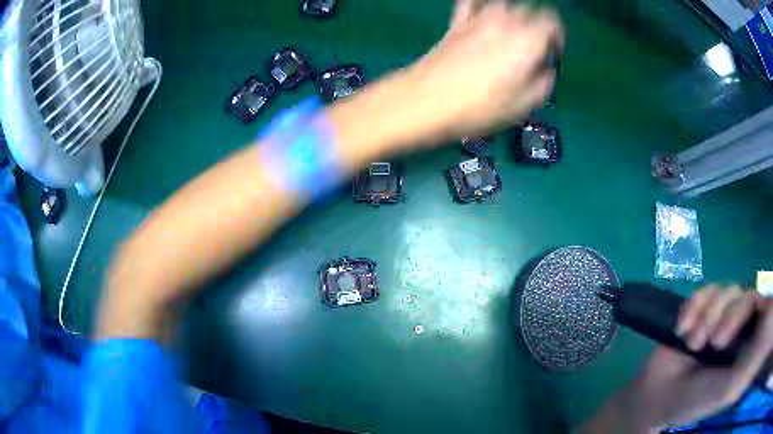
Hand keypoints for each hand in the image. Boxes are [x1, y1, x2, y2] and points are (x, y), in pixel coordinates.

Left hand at [409, 0, 563, 137]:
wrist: (427, 99)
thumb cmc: (479, 107)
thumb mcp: (524, 106)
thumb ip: (543, 83)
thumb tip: (546, 70)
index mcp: (527, 40)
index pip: (552, 21)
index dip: (556, 36)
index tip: (552, 53)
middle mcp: (505, 21)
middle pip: (530, 12)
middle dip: (536, 28)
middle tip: (532, 52)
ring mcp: (478, 18)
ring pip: (505, 5)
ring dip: (513, 18)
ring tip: (510, 39)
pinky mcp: (457, 22)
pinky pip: (472, 3)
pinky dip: (482, 7)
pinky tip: (483, 19)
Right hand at [628, 286, 772, 430]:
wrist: (657, 397)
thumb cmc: (695, 400)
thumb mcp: (727, 389)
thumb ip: (750, 362)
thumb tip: (769, 320)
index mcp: (747, 345)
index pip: (764, 311)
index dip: (764, 306)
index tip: (754, 317)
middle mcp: (739, 328)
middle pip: (747, 297)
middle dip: (731, 316)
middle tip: (714, 342)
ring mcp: (721, 316)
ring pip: (726, 291)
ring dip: (707, 316)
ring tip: (692, 342)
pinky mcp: (702, 309)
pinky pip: (704, 291)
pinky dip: (692, 307)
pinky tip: (682, 329)